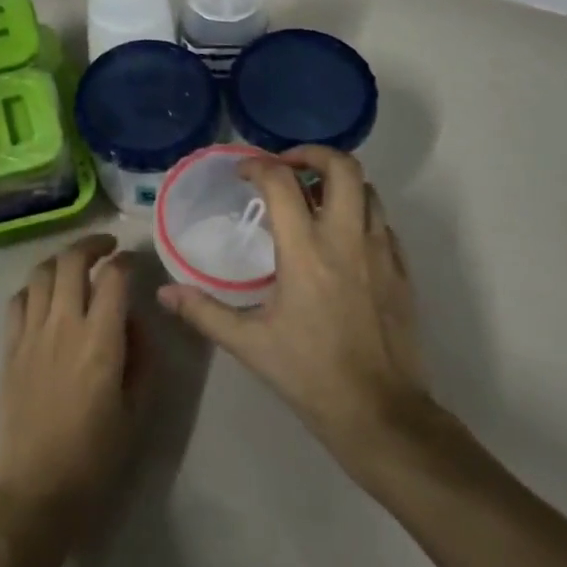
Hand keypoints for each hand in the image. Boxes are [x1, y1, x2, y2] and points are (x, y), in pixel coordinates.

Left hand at [0, 234, 140, 554]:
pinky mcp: (8, 348)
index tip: (133, 263)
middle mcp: (63, 325)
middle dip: (92, 244)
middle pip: (72, 261)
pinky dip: (34, 287)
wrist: (34, 492)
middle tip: (106, 247)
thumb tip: (132, 322)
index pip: (114, 277)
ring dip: (61, 259)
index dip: (126, 262)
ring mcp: (30, 334)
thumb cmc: (94, 458)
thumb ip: (140, 359)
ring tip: (75, 266)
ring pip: (41, 273)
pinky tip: (44, 296)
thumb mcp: (136, 412)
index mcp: (101, 341)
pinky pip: (18, 300)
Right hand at [158, 147, 432, 480]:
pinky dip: (361, 213)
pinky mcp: (402, 271)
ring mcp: (382, 252)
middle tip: (288, 167)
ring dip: (339, 183)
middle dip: (312, 154)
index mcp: (306, 251)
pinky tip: (342, 238)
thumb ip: (203, 311)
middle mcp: (347, 239)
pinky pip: (384, 222)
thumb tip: (164, 294)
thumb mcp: (248, 344)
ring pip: (369, 190)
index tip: (242, 173)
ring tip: (314, 199)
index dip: (258, 166)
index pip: (282, 182)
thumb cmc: (309, 374)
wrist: (380, 413)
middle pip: (342, 166)